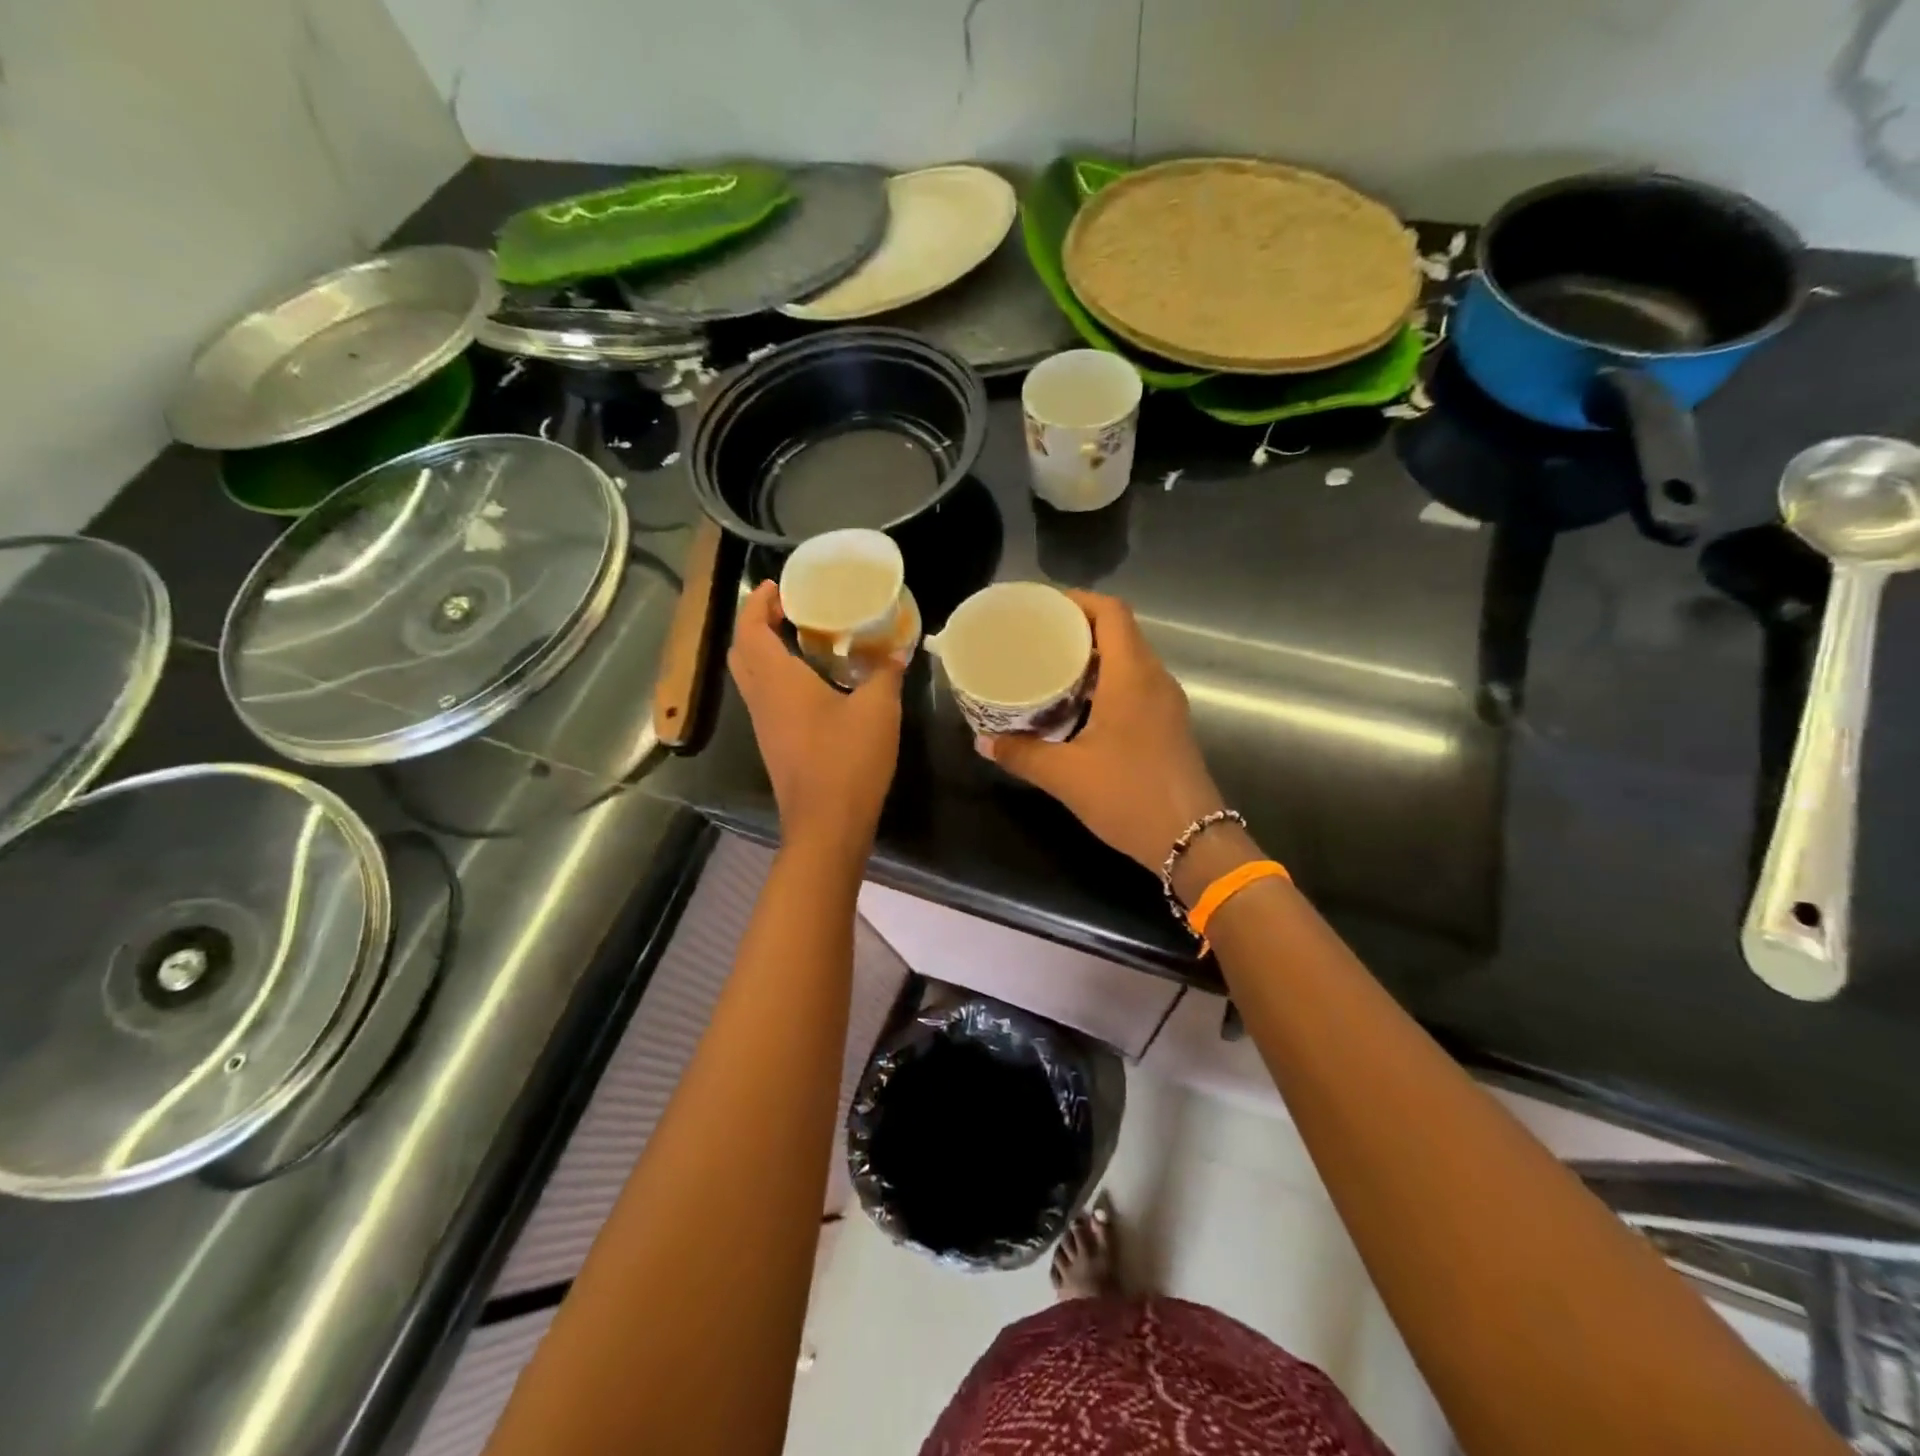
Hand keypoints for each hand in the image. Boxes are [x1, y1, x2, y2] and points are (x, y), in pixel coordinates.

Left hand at [728, 580, 904, 860]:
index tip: (778, 586)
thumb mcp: (878, 710)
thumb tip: (897, 648)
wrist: (827, 825)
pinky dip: (778, 679)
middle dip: (758, 624)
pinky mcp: (775, 745)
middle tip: (790, 610)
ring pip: (751, 677)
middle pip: (742, 651)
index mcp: (777, 681)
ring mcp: (765, 725)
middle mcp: (762, 699)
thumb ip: (885, 672)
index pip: (750, 629)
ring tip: (803, 639)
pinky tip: (814, 683)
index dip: (757, 602)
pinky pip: (766, 699)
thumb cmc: (848, 760)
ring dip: (766, 652)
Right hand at [978, 591, 1223, 872]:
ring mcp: (1166, 703)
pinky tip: (1076, 706)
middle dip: (1078, 628)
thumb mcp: (1066, 775)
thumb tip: (983, 743)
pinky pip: (1136, 685)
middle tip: (1036, 638)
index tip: (1043, 608)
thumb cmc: (1129, 796)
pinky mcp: (1168, 725)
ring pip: (1129, 660)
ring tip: (1050, 667)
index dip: (1078, 600)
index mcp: (1132, 676)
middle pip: (1120, 632)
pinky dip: (1106, 682)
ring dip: (1093, 657)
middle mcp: (1155, 679)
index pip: (1112, 612)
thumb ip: (1022, 754)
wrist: (1192, 840)